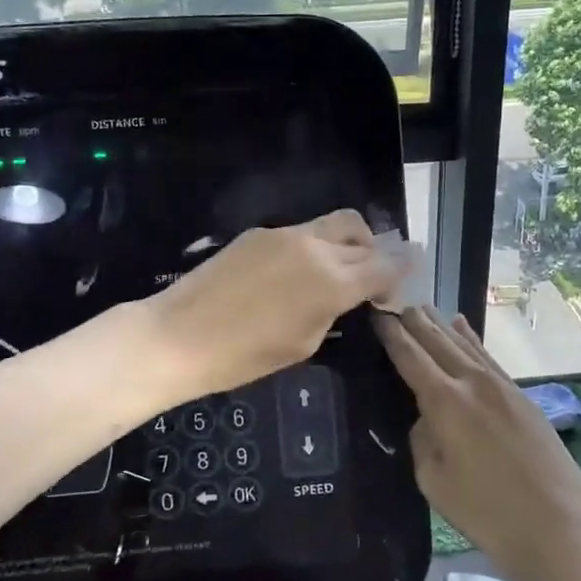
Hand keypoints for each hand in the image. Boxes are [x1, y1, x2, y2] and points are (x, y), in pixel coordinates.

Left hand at [148, 210, 403, 400]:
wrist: (178, 336)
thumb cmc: (242, 357)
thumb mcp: (302, 344)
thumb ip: (332, 312)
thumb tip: (346, 295)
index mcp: (332, 282)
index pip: (384, 266)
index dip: (400, 273)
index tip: (401, 282)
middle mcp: (315, 248)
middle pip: (363, 235)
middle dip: (377, 254)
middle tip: (373, 277)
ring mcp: (284, 234)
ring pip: (334, 223)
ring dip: (349, 241)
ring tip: (340, 267)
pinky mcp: (258, 233)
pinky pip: (302, 231)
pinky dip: (315, 245)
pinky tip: (299, 270)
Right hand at [375, 306, 580, 580]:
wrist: (561, 526)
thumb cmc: (488, 512)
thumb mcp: (434, 481)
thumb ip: (423, 439)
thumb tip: (428, 417)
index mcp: (445, 401)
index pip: (410, 355)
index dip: (391, 333)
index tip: (375, 314)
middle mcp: (472, 382)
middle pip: (437, 340)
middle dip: (413, 321)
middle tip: (393, 305)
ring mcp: (501, 386)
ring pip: (464, 343)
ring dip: (440, 324)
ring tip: (421, 308)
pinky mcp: (522, 396)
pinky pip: (487, 356)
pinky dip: (471, 339)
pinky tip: (462, 326)